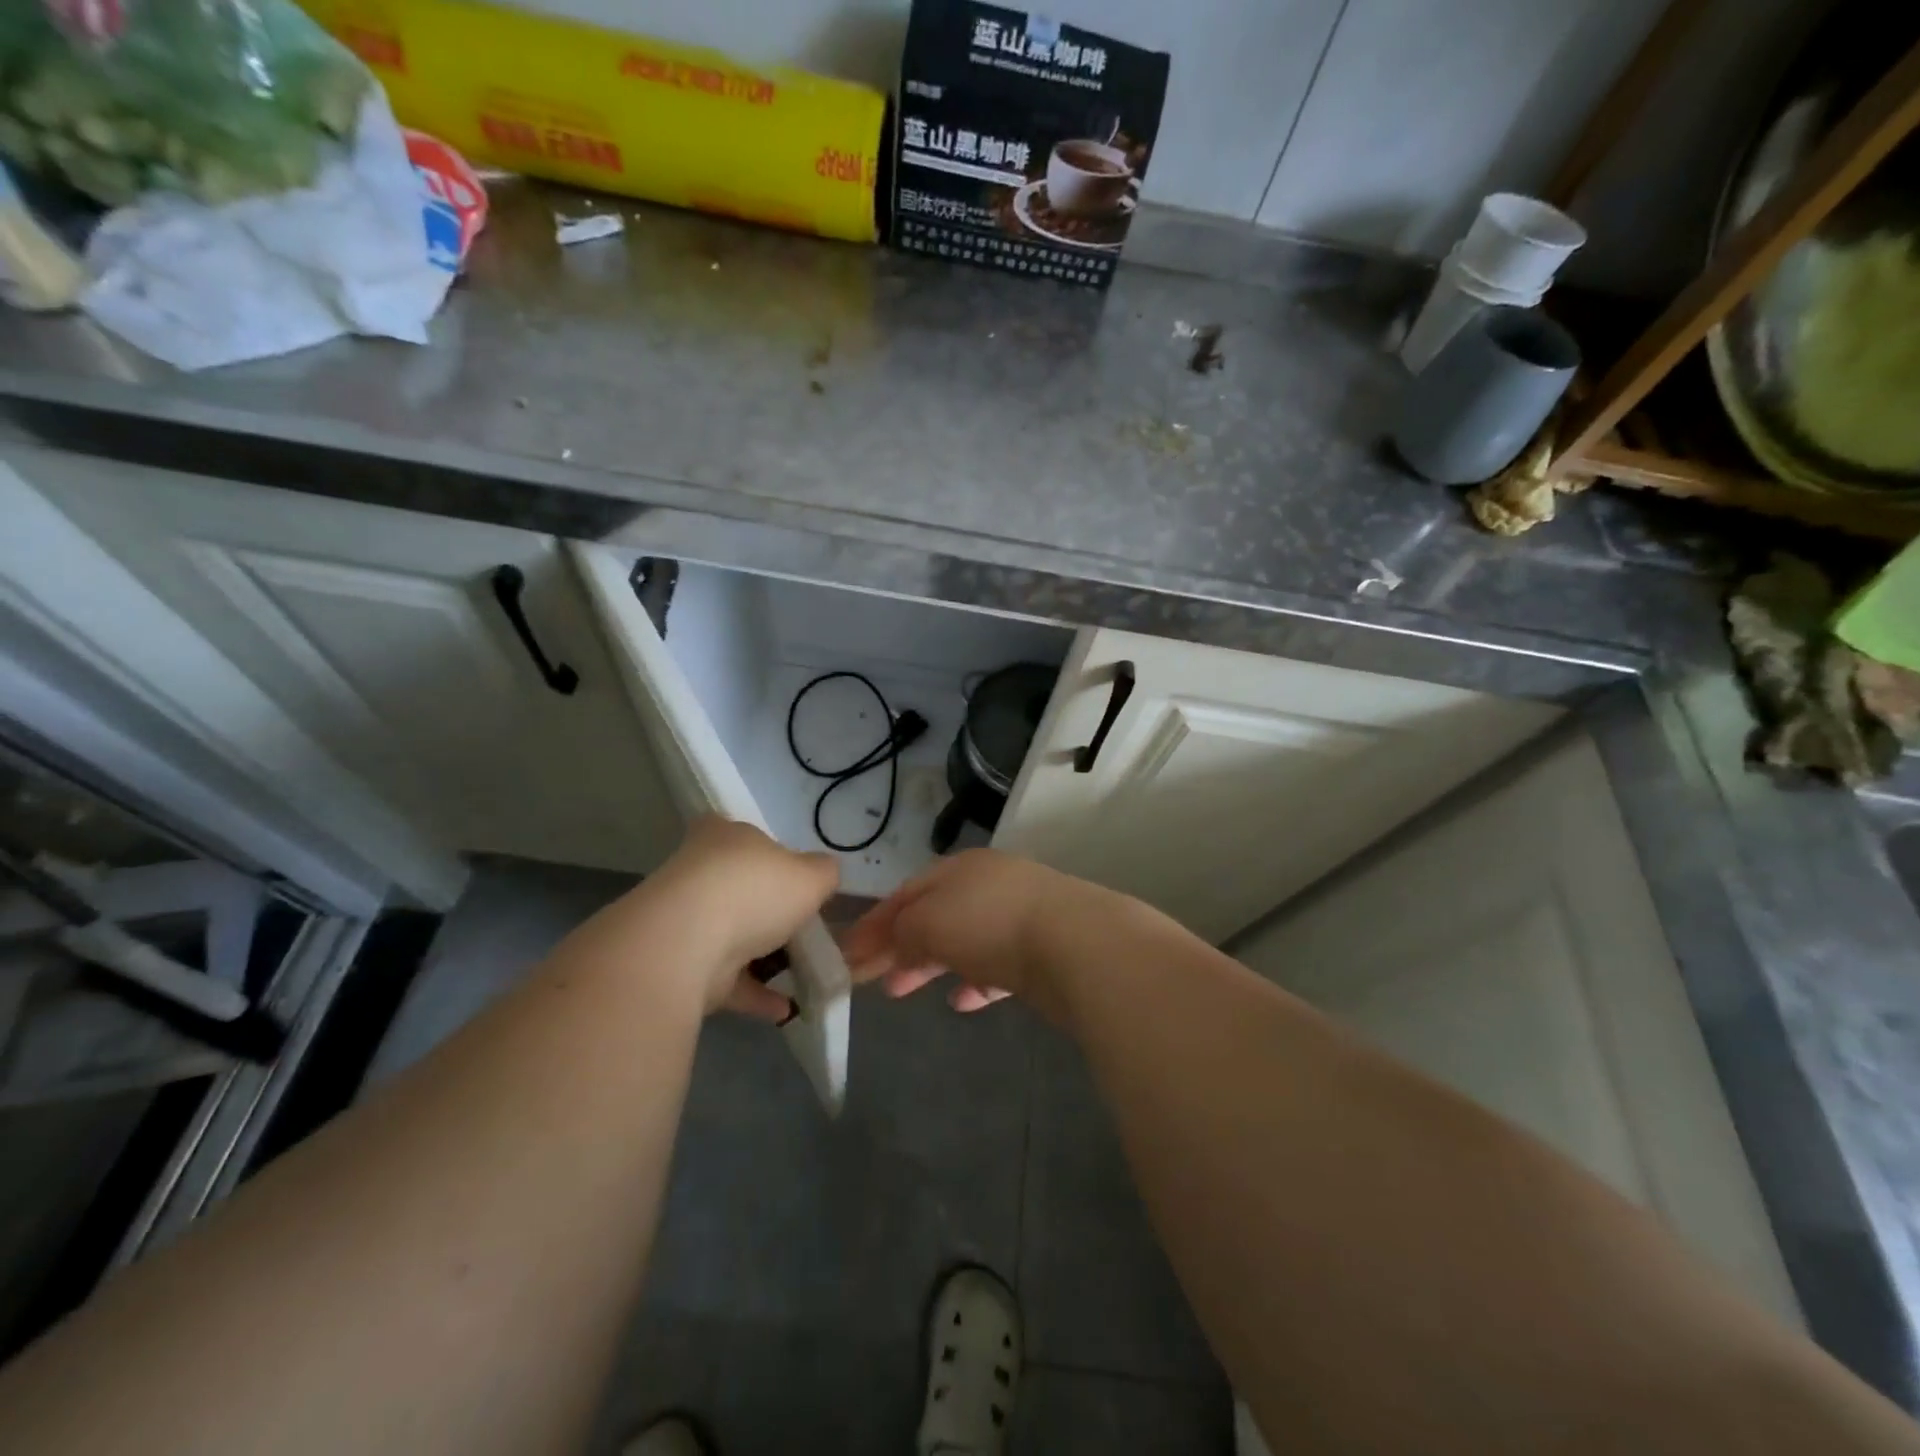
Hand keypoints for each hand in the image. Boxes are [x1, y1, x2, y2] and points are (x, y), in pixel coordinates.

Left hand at [646, 817, 838, 1019]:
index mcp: (723, 836)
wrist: (686, 945)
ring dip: (763, 955)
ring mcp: (684, 920)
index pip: (744, 836)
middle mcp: (697, 871)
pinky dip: (755, 993)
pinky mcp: (680, 966)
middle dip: (768, 908)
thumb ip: (824, 873)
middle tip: (804, 926)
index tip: (794, 877)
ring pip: (732, 935)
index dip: (771, 854)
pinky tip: (787, 1008)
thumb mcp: (812, 875)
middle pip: (738, 887)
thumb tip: (825, 872)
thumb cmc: (754, 891)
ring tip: (802, 972)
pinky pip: (727, 978)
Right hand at [842, 849, 1104, 1019]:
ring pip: (965, 940)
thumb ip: (902, 932)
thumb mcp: (929, 922)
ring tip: (905, 989)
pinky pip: (998, 966)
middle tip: (873, 978)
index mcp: (960, 869)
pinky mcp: (1044, 950)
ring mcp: (1021, 915)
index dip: (874, 923)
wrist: (1078, 945)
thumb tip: (892, 944)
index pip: (906, 893)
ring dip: (933, 964)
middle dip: (900, 945)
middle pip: (934, 915)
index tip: (848, 956)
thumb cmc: (990, 924)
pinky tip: (963, 1001)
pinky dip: (975, 981)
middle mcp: (990, 885)